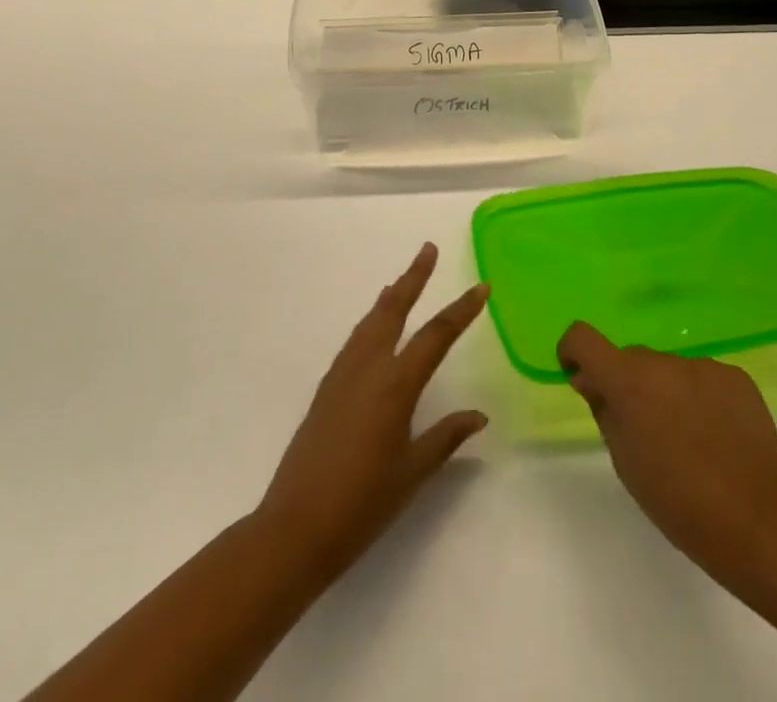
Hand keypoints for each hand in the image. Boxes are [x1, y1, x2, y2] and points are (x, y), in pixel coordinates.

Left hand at [256, 243, 488, 581]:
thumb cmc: (362, 504)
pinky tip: (374, 328)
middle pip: (394, 309)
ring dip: (390, 296)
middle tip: (428, 249)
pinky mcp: (326, 388)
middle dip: (414, 277)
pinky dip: (371, 321)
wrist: (294, 528)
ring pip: (371, 321)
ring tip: (402, 281)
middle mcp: (368, 368)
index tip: (482, 287)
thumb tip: (478, 416)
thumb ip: (445, 437)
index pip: (436, 336)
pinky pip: (355, 340)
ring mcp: (342, 375)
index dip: (462, 309)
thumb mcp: (412, 473)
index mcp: (395, 385)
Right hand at [557, 322, 776, 586]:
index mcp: (628, 380)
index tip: (581, 378)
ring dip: (667, 392)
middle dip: (628, 384)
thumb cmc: (679, 502)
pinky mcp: (735, 376)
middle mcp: (663, 361)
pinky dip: (700, 398)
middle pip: (632, 360)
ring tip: (689, 441)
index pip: (583, 338)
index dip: (575, 353)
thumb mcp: (625, 462)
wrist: (760, 523)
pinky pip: (703, 378)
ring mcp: (703, 365)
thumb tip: (592, 381)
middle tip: (645, 431)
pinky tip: (718, 438)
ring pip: (670, 370)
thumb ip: (604, 411)